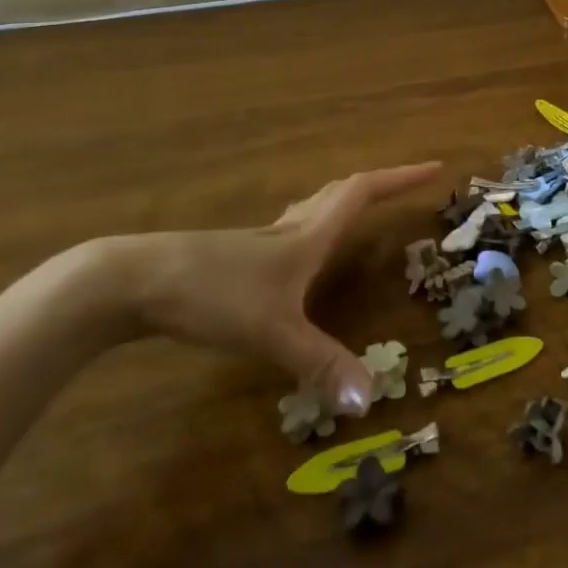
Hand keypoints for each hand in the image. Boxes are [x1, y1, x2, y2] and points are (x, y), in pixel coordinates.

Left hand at [88, 162, 441, 414]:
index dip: (401, 178)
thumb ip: (319, 363)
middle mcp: (291, 228)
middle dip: (381, 184)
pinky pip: (293, 227)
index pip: (364, 193)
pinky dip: (315, 225)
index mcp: (309, 235)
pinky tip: (302, 251)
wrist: (132, 280)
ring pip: (315, 206)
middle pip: (343, 191)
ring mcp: (261, 239)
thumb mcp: (272, 332)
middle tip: (408, 185)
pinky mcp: (237, 254)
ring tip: (365, 208)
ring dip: (346, 199)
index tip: (435, 168)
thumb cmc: (211, 293)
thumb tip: (369, 399)